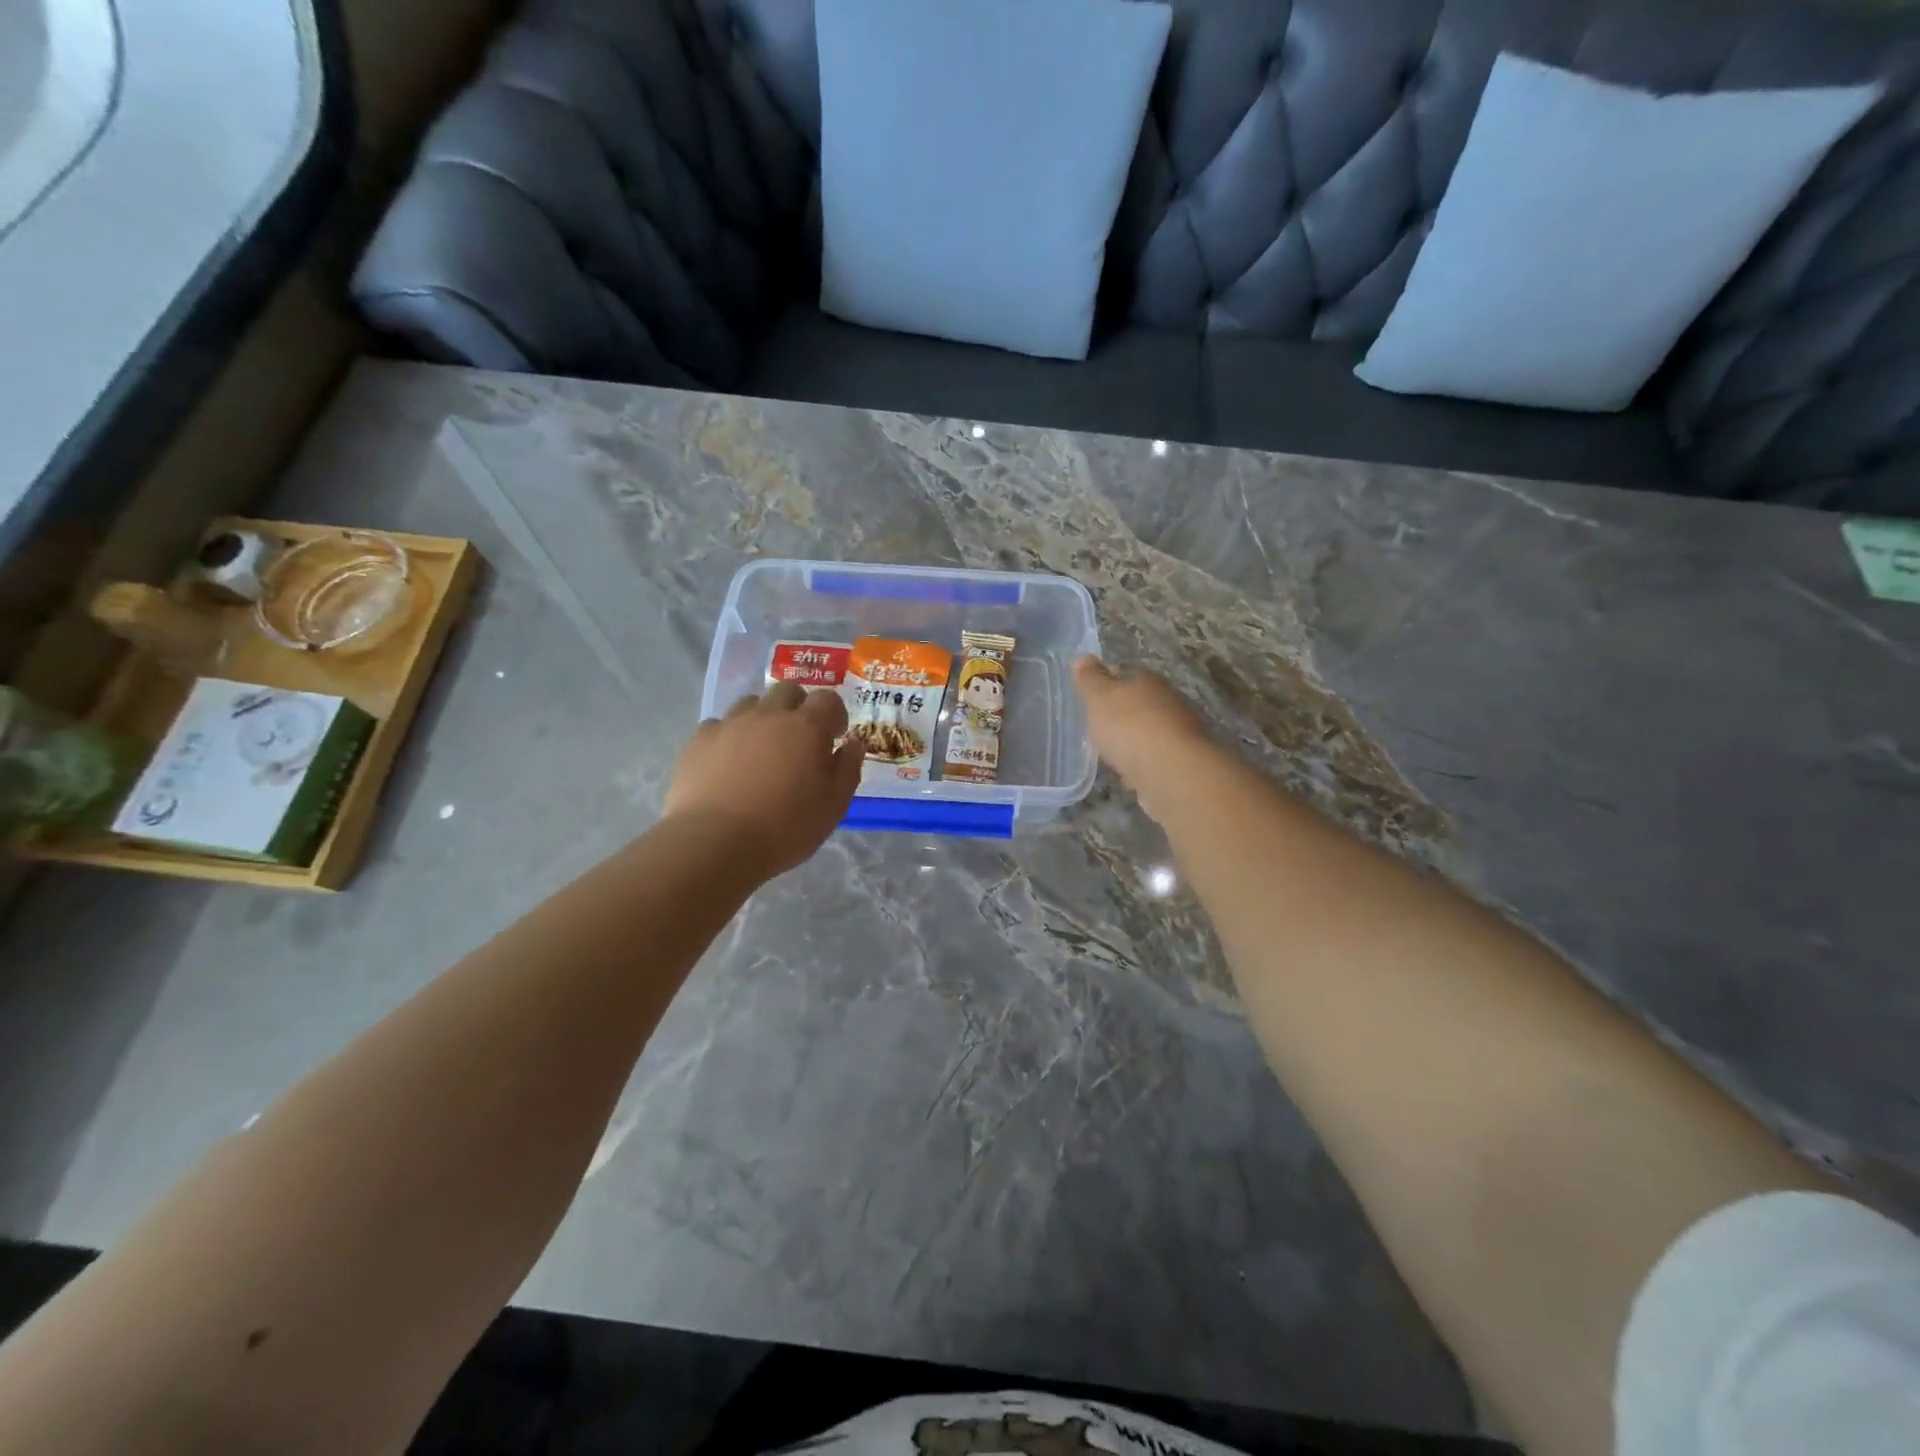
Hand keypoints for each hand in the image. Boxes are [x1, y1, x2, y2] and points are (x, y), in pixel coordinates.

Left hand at [664, 683, 864, 877]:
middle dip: (798, 707)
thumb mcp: (833, 807)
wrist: (715, 843)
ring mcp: (730, 724)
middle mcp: (769, 715)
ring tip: (762, 750)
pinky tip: (728, 763)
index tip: (835, 736)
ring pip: (751, 703)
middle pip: (788, 690)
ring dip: (762, 718)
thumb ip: (848, 769)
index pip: (828, 699)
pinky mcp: (699, 740)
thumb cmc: (785, 828)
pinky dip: (729, 736)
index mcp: (807, 728)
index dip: (835, 714)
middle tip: (799, 739)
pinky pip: (719, 725)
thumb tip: (853, 744)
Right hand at [1072, 656, 1213, 810]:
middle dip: (1119, 713)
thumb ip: (1089, 679)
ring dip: (1131, 739)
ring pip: (1146, 730)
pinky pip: (1152, 757)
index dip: (1105, 682)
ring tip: (1109, 752)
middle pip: (1137, 702)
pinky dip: (1140, 763)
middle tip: (1096, 726)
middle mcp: (1166, 701)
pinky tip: (1127, 773)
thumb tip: (1081, 657)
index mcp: (1146, 681)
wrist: (1171, 771)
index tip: (1089, 694)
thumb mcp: (1100, 698)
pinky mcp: (1179, 761)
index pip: (1123, 673)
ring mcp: (1176, 732)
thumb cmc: (1129, 726)